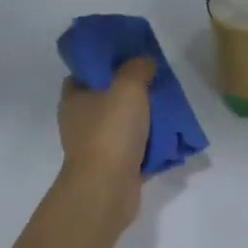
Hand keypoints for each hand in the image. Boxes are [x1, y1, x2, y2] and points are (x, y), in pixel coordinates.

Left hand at [58, 57, 154, 225]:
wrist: (107, 187)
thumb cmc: (111, 131)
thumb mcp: (128, 87)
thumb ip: (137, 68)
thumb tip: (144, 61)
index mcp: (74, 99)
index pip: (84, 74)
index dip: (104, 65)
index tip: (129, 59)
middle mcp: (81, 122)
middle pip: (107, 99)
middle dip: (132, 92)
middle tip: (156, 83)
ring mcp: (97, 147)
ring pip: (124, 125)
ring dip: (145, 120)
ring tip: (170, 110)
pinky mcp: (114, 167)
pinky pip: (136, 150)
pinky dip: (151, 146)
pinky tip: (172, 139)